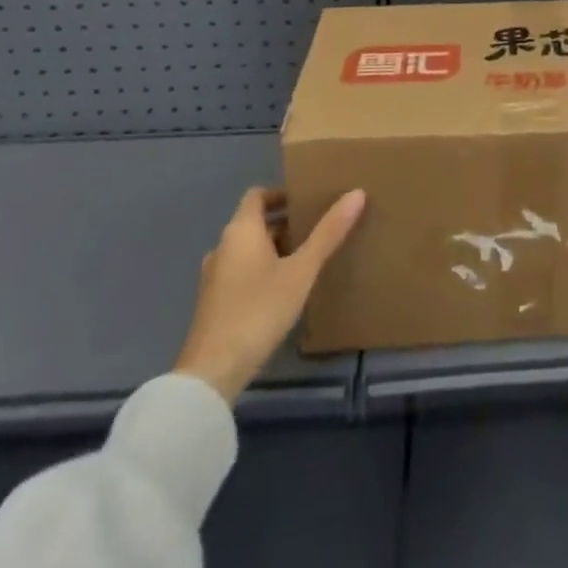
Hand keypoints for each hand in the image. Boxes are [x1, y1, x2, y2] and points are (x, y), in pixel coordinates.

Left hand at [175, 186, 365, 400]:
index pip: (257, 194)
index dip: (281, 193)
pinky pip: (240, 272)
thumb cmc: (258, 310)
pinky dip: (261, 270)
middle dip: (284, 223)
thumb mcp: (301, 271)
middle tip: (316, 229)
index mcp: (240, 230)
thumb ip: (328, 233)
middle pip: (254, 222)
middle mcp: (223, 246)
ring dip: (273, 248)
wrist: (211, 374)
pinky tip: (282, 291)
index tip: (308, 200)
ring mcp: (214, 277)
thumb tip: (356, 193)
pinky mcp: (213, 304)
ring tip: (304, 259)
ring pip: (247, 249)